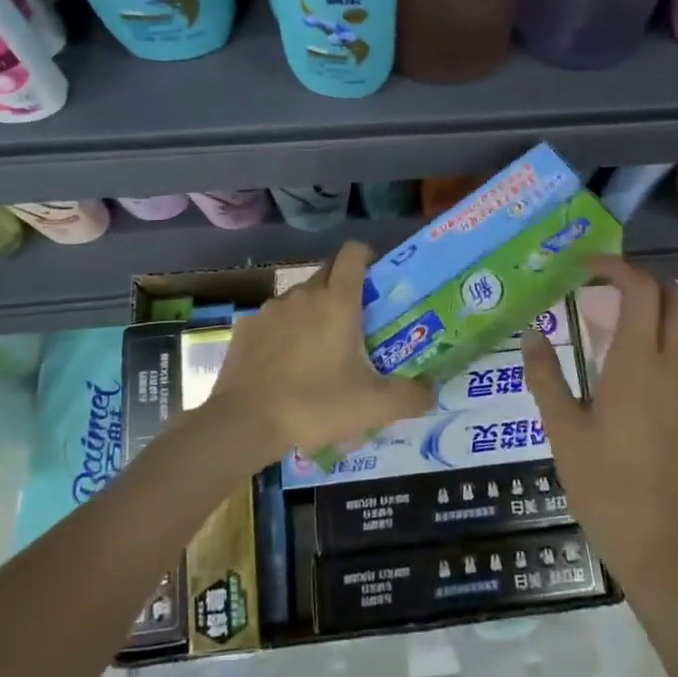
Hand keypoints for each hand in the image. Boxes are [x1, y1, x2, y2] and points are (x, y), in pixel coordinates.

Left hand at [212, 242, 433, 460]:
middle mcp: (303, 294)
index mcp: (337, 301)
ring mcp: (271, 309)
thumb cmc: (315, 405)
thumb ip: (412, 395)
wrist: (244, 423)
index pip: (353, 253)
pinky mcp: (246, 328)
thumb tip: (433, 389)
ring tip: (320, 350)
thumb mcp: (374, 407)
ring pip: (300, 298)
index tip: (377, 278)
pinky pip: (274, 320)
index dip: (367, 256)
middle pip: (328, 272)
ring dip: (313, 312)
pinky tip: (286, 365)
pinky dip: (284, 333)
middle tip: (357, 321)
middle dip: (344, 287)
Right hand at [524, 256, 677, 587]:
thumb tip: (532, 333)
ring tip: (627, 310)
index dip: (616, 267)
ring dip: (665, 302)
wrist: (657, 541)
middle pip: (674, 296)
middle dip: (642, 278)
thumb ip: (545, 376)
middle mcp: (671, 365)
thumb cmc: (602, 483)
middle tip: (606, 284)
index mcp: (635, 363)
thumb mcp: (561, 429)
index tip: (587, 267)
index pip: (640, 290)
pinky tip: (648, 350)